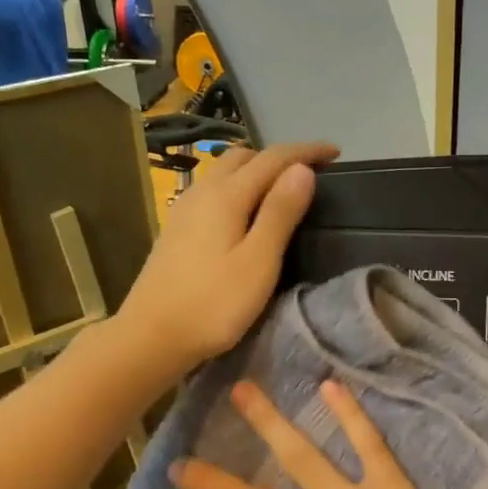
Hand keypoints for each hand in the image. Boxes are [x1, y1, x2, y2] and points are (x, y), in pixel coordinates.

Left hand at [119, 142, 337, 366]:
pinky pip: (213, 189)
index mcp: (227, 196)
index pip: (273, 158)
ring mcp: (184, 209)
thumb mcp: (258, 261)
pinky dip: (237, 186)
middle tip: (310, 173)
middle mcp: (203, 192)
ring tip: (281, 190)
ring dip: (256, 170)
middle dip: (279, 157)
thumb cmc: (213, 304)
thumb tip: (302, 169)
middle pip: (244, 157)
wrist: (150, 337)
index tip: (337, 152)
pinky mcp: (176, 228)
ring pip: (224, 171)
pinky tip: (244, 211)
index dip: (306, 151)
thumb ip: (280, 212)